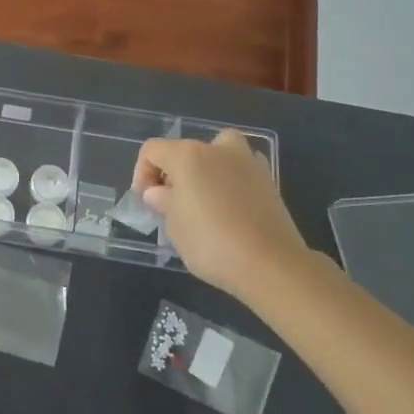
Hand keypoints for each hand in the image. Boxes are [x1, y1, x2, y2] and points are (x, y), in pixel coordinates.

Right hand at [133, 131, 312, 299]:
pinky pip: (240, 171)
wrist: (270, 264)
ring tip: (203, 201)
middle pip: (186, 149)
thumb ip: (164, 201)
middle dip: (175, 172)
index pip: (153, 150)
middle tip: (172, 202)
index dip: (142, 173)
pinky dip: (231, 181)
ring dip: (206, 170)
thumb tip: (159, 192)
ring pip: (219, 153)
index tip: (147, 201)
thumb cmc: (211, 242)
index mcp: (188, 155)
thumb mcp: (174, 225)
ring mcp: (248, 162)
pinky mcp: (269, 181)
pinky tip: (229, 209)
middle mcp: (218, 149)